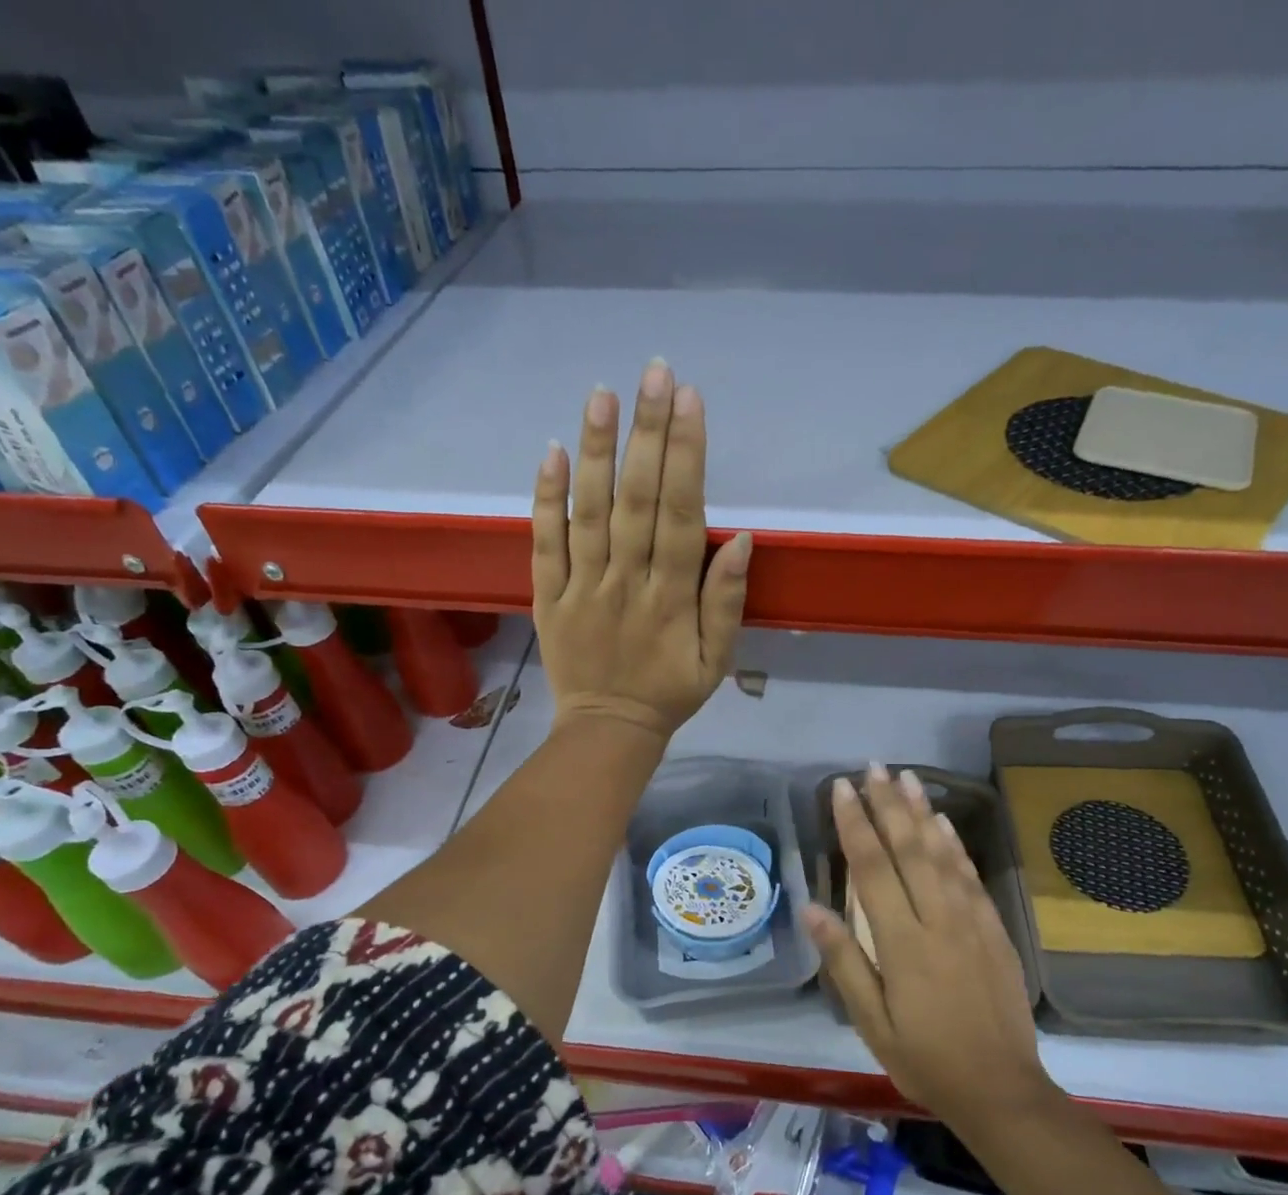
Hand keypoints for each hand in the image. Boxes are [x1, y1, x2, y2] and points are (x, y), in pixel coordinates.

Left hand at [532, 362, 750, 741]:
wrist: (608, 730)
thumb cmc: (669, 693)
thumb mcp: (716, 661)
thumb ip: (727, 603)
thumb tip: (742, 541)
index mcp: (672, 599)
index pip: (682, 516)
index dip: (687, 458)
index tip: (690, 402)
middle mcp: (627, 583)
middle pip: (637, 500)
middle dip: (648, 434)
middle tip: (654, 372)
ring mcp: (582, 587)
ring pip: (590, 512)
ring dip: (597, 451)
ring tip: (603, 393)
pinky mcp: (548, 596)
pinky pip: (544, 543)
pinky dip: (545, 498)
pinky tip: (552, 451)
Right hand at [804, 764, 1052, 1129]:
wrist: (1002, 1090)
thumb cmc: (924, 1059)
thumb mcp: (871, 1022)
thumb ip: (843, 961)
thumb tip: (810, 908)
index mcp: (902, 943)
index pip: (873, 869)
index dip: (854, 824)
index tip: (840, 788)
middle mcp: (938, 920)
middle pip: (909, 849)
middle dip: (887, 804)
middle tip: (872, 767)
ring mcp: (971, 921)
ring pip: (943, 854)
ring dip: (921, 812)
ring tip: (906, 776)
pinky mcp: (994, 929)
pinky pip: (972, 876)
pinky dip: (955, 844)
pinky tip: (943, 822)